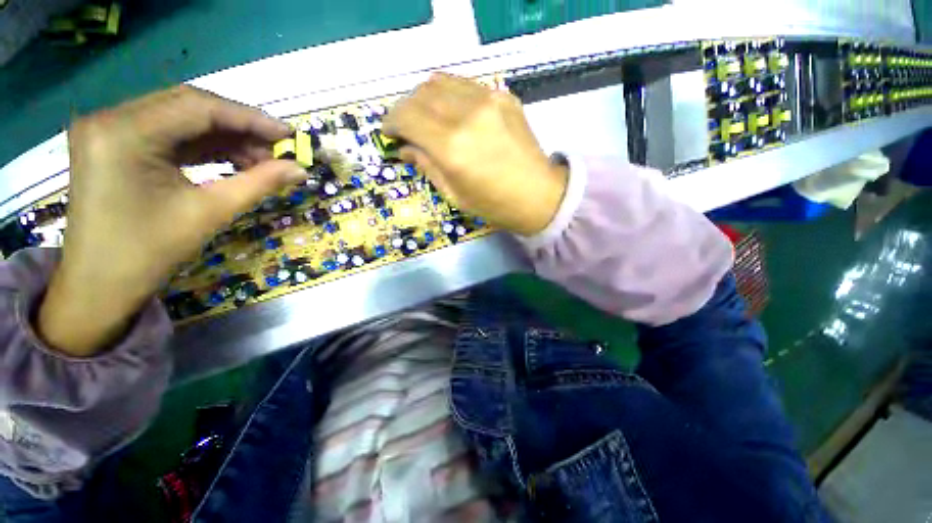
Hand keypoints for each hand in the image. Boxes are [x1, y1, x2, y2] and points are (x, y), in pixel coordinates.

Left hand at [39, 86, 306, 356]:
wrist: (99, 285)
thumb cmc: (149, 253)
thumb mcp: (211, 213)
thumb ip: (260, 183)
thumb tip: (300, 169)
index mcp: (124, 133)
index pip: (199, 107)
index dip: (251, 118)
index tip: (290, 135)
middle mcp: (110, 117)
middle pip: (189, 105)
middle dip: (240, 126)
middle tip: (278, 149)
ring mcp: (108, 128)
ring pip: (181, 116)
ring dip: (225, 136)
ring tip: (260, 160)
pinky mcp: (113, 141)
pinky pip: (168, 131)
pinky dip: (204, 144)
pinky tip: (232, 159)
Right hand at [383, 73, 567, 236]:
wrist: (539, 195)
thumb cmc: (494, 205)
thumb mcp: (453, 194)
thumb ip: (426, 165)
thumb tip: (404, 147)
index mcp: (452, 147)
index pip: (406, 116)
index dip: (391, 121)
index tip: (388, 132)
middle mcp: (467, 115)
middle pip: (420, 94)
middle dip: (404, 109)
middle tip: (405, 127)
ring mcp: (488, 100)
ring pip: (440, 82)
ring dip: (424, 97)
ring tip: (425, 117)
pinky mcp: (504, 96)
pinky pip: (464, 84)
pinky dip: (448, 94)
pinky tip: (450, 112)